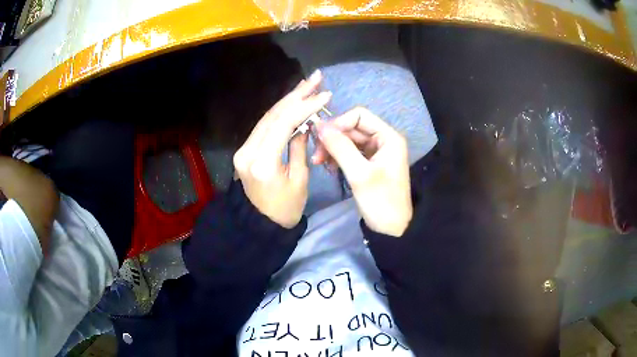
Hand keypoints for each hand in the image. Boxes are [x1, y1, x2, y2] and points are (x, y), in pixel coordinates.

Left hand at [233, 70, 330, 227]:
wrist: (260, 224)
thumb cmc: (286, 209)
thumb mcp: (300, 179)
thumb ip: (299, 147)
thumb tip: (305, 123)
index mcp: (263, 163)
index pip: (284, 124)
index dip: (305, 106)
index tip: (325, 95)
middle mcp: (248, 151)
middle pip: (273, 115)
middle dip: (296, 94)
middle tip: (316, 78)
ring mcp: (243, 149)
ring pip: (267, 117)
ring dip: (288, 99)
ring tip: (307, 84)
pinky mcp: (244, 149)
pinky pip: (264, 125)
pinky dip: (280, 112)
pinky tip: (293, 101)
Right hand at [314, 107, 411, 236]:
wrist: (392, 229)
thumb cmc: (381, 201)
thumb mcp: (359, 174)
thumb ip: (340, 147)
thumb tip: (319, 125)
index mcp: (388, 137)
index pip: (359, 116)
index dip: (338, 123)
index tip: (320, 138)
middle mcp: (383, 140)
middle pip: (352, 128)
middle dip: (333, 139)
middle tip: (316, 156)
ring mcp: (377, 152)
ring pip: (349, 140)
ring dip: (333, 149)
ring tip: (320, 163)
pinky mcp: (370, 163)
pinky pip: (351, 152)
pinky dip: (338, 157)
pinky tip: (330, 168)